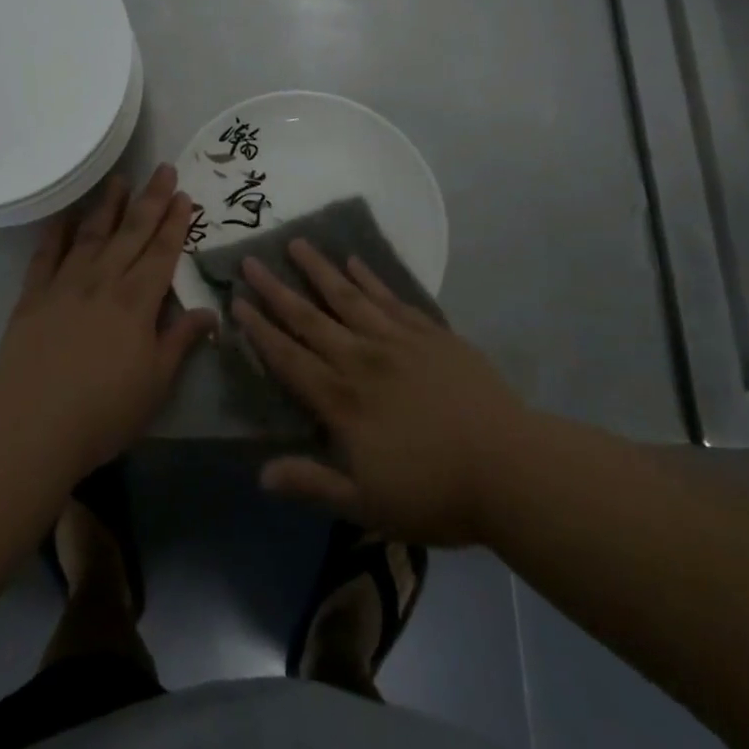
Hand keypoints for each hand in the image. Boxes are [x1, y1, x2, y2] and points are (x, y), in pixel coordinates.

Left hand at [0, 165, 216, 482]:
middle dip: (150, 200)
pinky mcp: (32, 297)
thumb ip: (180, 340)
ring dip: (107, 205)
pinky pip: (46, 255)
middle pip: (131, 233)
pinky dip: (56, 232)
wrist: (33, 425)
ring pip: (91, 235)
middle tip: (162, 169)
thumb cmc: (104, 411)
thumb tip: (210, 312)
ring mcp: (65, 285)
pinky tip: (64, 215)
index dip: (175, 223)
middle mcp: (103, 282)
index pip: (161, 252)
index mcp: (136, 302)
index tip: (184, 195)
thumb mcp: (156, 383)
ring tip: (119, 179)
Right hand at [235, 242, 524, 545]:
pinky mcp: (431, 334)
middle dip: (276, 290)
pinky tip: (356, 262)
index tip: (237, 302)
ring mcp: (398, 341)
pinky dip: (371, 278)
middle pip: (310, 318)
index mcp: (341, 401)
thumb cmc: (436, 493)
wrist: (510, 468)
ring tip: (297, 243)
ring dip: (320, 270)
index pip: (288, 358)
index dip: (260, 331)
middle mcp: (361, 360)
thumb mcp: (367, 505)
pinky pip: (392, 298)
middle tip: (251, 261)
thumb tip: (262, 474)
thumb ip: (313, 483)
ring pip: (348, 297)